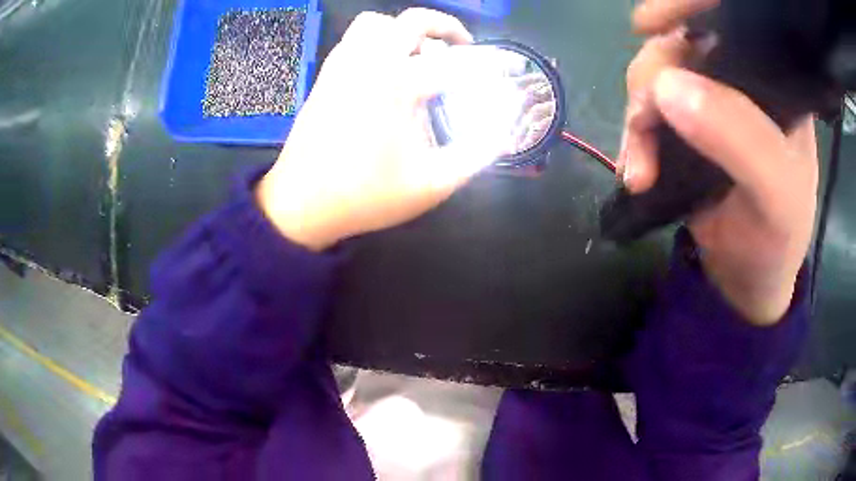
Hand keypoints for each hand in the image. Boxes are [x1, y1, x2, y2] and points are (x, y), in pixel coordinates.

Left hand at [256, 9, 501, 251]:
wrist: (301, 204)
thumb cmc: (366, 196)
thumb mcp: (432, 183)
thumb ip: (475, 154)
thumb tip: (504, 131)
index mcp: (398, 85)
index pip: (456, 63)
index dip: (489, 65)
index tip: (508, 70)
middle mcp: (369, 63)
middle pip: (412, 21)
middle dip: (445, 28)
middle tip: (462, 48)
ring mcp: (342, 66)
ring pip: (376, 23)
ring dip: (405, 31)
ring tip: (421, 56)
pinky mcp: (326, 77)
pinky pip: (354, 40)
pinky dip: (378, 41)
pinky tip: (387, 70)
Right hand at [620, 1, 818, 325]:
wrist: (747, 279)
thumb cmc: (777, 238)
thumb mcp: (775, 194)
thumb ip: (739, 138)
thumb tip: (668, 87)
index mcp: (774, 82)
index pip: (731, 19)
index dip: (688, 7)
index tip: (649, 25)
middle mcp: (740, 81)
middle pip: (681, 44)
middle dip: (652, 76)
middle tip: (644, 122)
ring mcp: (709, 103)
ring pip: (656, 75)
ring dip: (637, 114)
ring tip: (639, 165)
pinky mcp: (685, 128)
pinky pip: (647, 111)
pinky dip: (632, 136)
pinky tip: (634, 168)